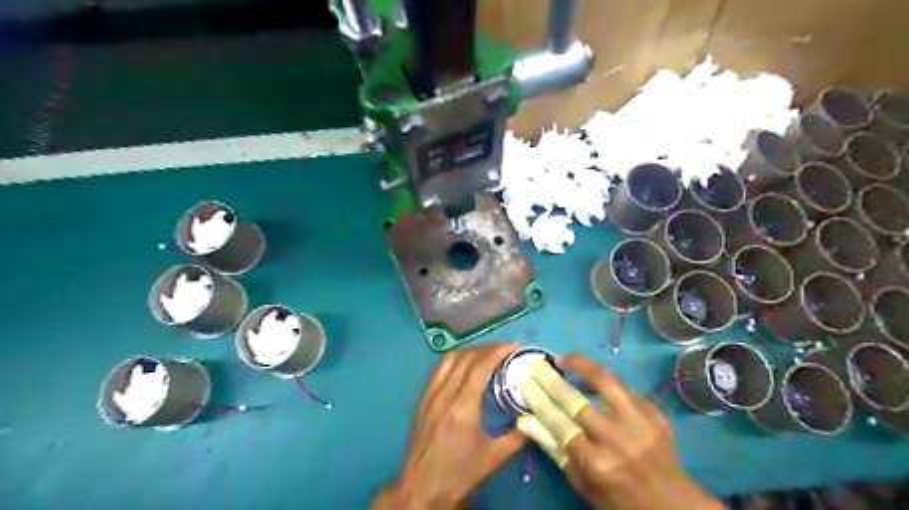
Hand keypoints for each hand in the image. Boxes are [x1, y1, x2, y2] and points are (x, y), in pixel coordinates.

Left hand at [371, 342, 525, 509]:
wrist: (421, 489)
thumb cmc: (458, 475)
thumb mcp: (493, 459)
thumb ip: (516, 437)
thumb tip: (532, 420)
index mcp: (463, 406)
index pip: (480, 366)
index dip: (498, 351)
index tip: (514, 345)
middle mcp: (444, 393)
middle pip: (465, 358)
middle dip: (487, 348)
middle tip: (505, 349)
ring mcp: (430, 395)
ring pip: (449, 360)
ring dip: (469, 351)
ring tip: (486, 354)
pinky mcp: (422, 400)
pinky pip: (438, 369)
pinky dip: (454, 360)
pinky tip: (464, 366)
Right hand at [518, 354, 725, 509]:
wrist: (672, 502)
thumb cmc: (617, 496)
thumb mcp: (581, 482)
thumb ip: (554, 448)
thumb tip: (525, 420)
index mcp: (595, 462)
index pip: (558, 422)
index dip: (539, 399)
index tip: (526, 382)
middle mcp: (616, 439)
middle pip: (576, 400)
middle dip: (552, 379)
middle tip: (538, 365)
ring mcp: (639, 422)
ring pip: (605, 381)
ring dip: (582, 365)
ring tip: (566, 358)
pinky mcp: (655, 412)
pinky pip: (624, 387)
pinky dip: (606, 381)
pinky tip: (594, 376)